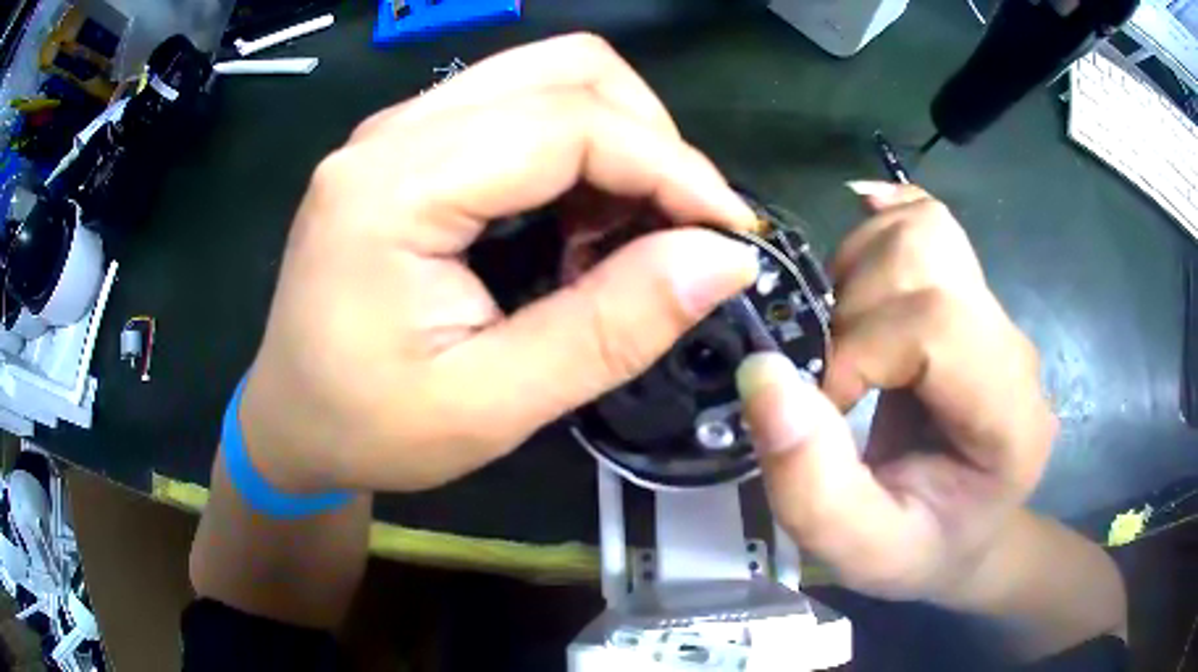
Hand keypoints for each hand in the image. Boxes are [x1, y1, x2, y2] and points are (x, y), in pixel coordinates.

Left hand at [237, 34, 759, 492]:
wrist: (290, 420)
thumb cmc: (368, 427)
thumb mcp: (491, 406)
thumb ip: (609, 328)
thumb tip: (722, 259)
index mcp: (394, 186)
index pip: (570, 123)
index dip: (672, 166)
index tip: (731, 232)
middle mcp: (394, 131)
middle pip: (567, 70)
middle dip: (651, 139)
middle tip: (677, 231)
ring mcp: (399, 129)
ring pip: (549, 76)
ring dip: (618, 139)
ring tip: (628, 231)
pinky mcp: (409, 145)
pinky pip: (520, 107)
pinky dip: (579, 150)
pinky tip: (578, 219)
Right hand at [737, 182, 1056, 605]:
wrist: (967, 533)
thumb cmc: (921, 551)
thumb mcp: (859, 551)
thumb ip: (812, 485)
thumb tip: (762, 372)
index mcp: (1009, 415)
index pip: (938, 324)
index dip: (862, 350)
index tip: (826, 403)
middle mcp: (1013, 347)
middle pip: (929, 256)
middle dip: (855, 306)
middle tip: (834, 371)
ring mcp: (995, 312)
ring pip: (922, 228)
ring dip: (858, 269)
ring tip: (844, 335)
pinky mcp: (971, 293)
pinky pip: (925, 221)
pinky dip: (877, 227)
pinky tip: (856, 268)